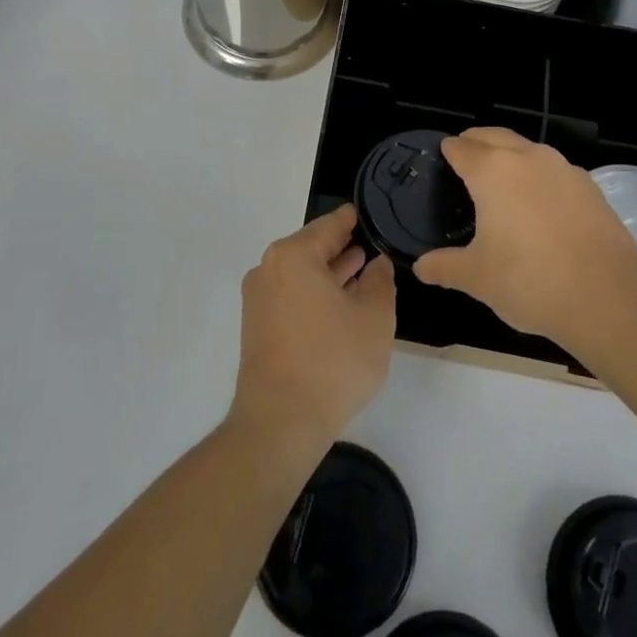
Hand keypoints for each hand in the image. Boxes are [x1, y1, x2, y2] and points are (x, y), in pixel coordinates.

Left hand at [228, 205, 396, 457]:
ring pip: (301, 275)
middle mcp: (269, 269)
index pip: (330, 225)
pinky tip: (340, 307)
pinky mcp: (257, 328)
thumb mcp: (373, 317)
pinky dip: (315, 296)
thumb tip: (376, 263)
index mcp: (293, 255)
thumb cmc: (332, 360)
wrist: (281, 422)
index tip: (370, 214)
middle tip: (372, 246)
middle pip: (311, 248)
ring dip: (330, 274)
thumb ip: (379, 281)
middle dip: (342, 248)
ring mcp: (258, 300)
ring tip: (361, 274)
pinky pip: (291, 297)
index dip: (353, 220)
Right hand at [414, 127, 636, 349]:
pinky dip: (539, 175)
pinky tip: (539, 203)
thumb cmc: (530, 280)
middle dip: (476, 142)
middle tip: (465, 158)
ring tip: (501, 179)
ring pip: (527, 149)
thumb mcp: (477, 278)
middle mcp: (526, 158)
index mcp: (492, 171)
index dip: (447, 151)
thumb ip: (445, 267)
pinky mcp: (590, 186)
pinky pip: (554, 170)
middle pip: (493, 136)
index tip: (441, 158)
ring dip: (510, 154)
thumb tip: (421, 268)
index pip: (461, 148)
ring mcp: (562, 169)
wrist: (608, 296)